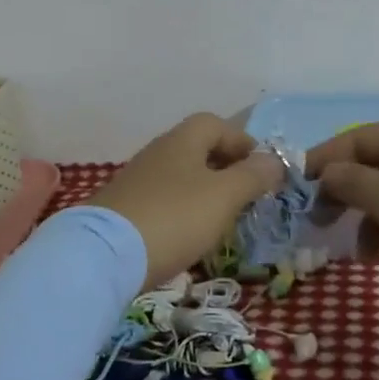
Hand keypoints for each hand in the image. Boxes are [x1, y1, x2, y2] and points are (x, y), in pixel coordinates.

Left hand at [84, 113, 284, 288]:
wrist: (104, 255)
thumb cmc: (174, 217)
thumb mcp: (224, 196)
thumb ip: (252, 176)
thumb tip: (274, 160)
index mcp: (182, 140)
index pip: (216, 124)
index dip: (242, 142)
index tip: (262, 169)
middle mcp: (158, 152)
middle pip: (198, 149)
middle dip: (226, 168)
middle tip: (247, 196)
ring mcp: (137, 180)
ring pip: (181, 176)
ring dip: (205, 191)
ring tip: (223, 219)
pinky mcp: (124, 209)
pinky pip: (164, 200)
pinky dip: (183, 211)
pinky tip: (189, 235)